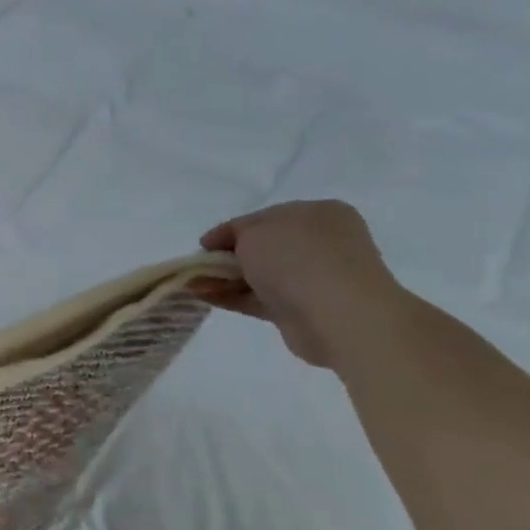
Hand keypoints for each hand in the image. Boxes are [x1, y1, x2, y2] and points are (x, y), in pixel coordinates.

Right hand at [199, 200, 409, 367]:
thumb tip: (224, 247)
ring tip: (191, 284)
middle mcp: (320, 243)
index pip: (264, 218)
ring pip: (259, 274)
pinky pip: (259, 298)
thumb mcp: (255, 231)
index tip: (203, 244)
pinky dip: (231, 297)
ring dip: (224, 278)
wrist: (338, 315)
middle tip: (197, 266)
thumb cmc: (296, 259)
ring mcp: (314, 278)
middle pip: (262, 247)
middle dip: (226, 256)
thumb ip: (235, 233)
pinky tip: (202, 296)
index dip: (230, 230)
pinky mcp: (303, 310)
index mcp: (318, 214)